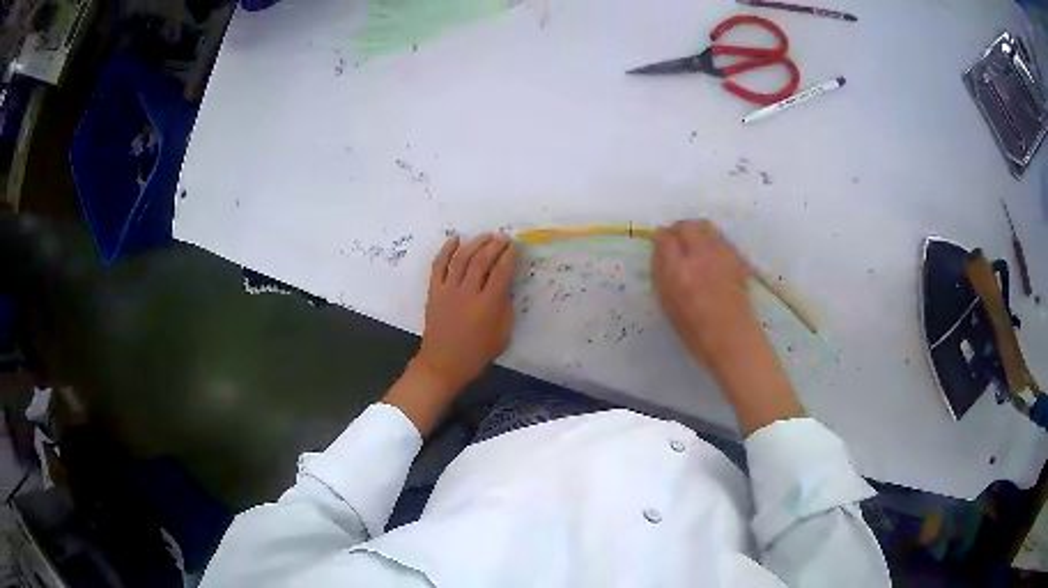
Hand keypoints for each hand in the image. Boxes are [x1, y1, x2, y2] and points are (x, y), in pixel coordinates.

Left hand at [414, 233, 519, 392]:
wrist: (442, 364)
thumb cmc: (476, 354)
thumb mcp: (502, 336)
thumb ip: (506, 309)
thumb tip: (506, 288)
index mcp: (488, 305)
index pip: (502, 272)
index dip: (510, 256)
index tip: (516, 247)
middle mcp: (468, 293)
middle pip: (482, 260)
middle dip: (495, 246)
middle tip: (504, 238)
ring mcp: (448, 290)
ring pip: (462, 258)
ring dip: (475, 243)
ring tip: (486, 236)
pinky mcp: (434, 291)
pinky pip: (439, 265)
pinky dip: (446, 250)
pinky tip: (455, 239)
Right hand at [652, 219, 802, 434]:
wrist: (733, 340)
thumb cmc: (696, 330)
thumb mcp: (668, 304)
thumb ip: (661, 272)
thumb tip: (659, 248)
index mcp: (679, 271)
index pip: (665, 237)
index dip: (662, 238)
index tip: (662, 244)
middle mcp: (701, 257)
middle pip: (687, 225)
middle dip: (680, 230)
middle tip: (677, 242)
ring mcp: (722, 256)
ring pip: (706, 228)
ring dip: (697, 232)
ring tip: (695, 248)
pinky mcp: (737, 258)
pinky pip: (720, 239)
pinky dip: (712, 241)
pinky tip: (711, 256)